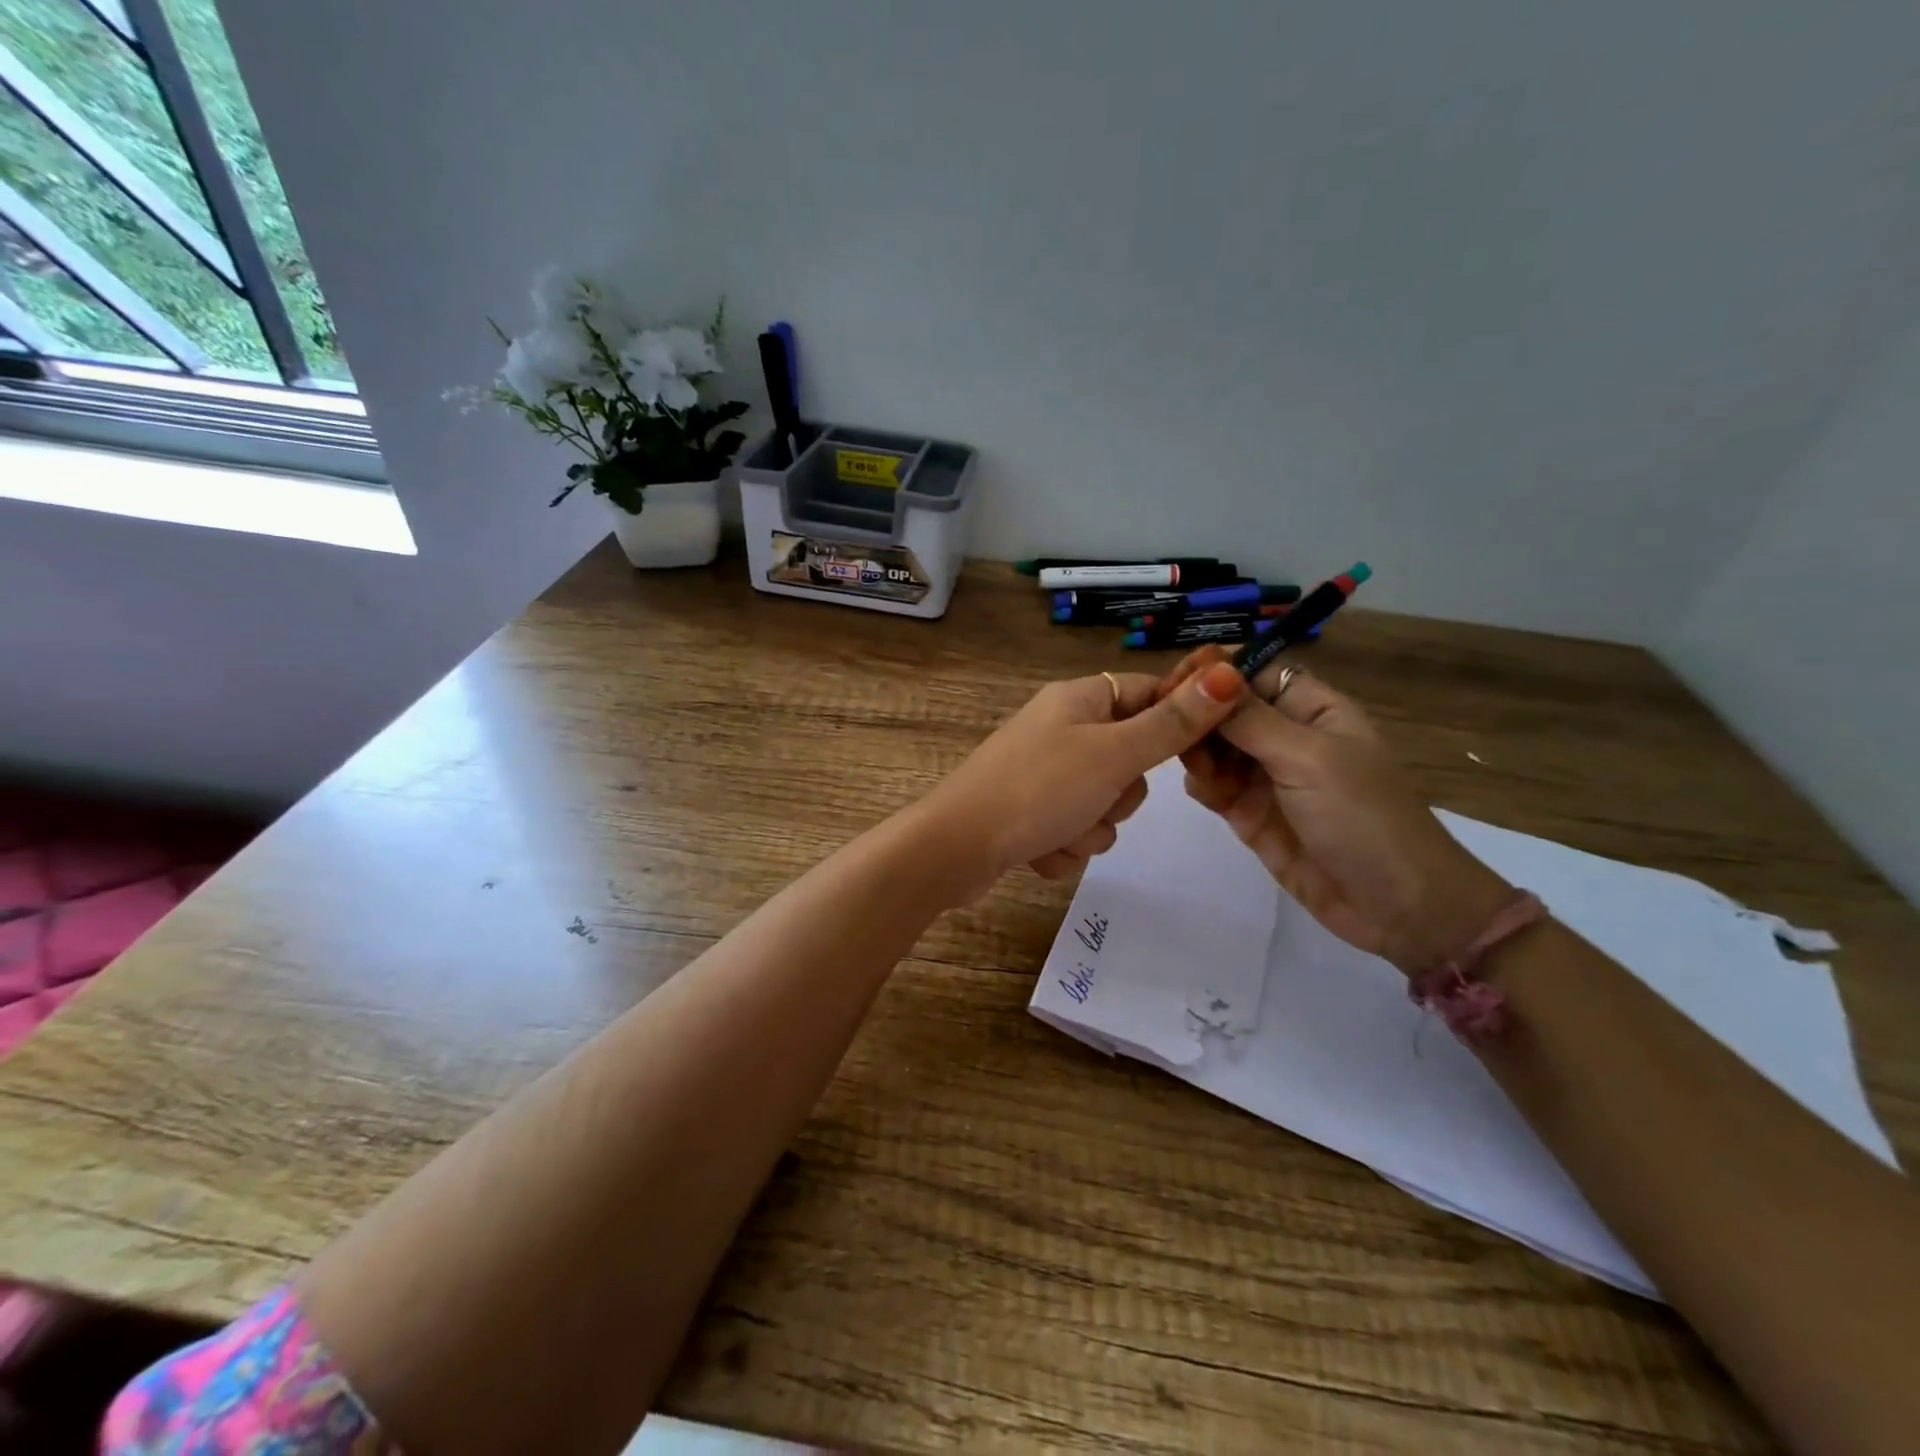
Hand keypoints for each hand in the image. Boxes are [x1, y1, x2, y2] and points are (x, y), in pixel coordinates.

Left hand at [920, 659, 1248, 899]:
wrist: (955, 848)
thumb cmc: (1037, 790)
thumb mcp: (1113, 755)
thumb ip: (1171, 724)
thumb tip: (1229, 673)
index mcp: (1078, 700)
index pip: (1148, 693)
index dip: (1175, 723)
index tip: (1193, 757)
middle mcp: (1060, 730)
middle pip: (1130, 759)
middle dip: (1120, 795)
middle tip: (1097, 798)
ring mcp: (1042, 774)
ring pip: (1103, 805)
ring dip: (1090, 830)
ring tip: (1059, 831)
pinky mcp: (1029, 814)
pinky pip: (1073, 832)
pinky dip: (1063, 848)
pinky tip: (1039, 851)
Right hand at [1162, 647, 1511, 970]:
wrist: (1394, 906)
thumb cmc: (1362, 817)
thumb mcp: (1309, 758)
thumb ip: (1252, 720)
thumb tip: (1208, 675)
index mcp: (1313, 710)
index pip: (1255, 672)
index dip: (1216, 670)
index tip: (1176, 680)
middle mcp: (1286, 737)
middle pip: (1226, 709)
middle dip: (1198, 714)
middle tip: (1169, 726)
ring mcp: (1266, 777)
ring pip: (1213, 746)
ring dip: (1196, 750)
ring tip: (1194, 766)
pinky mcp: (1249, 813)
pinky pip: (1212, 785)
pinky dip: (1201, 782)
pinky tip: (1204, 790)